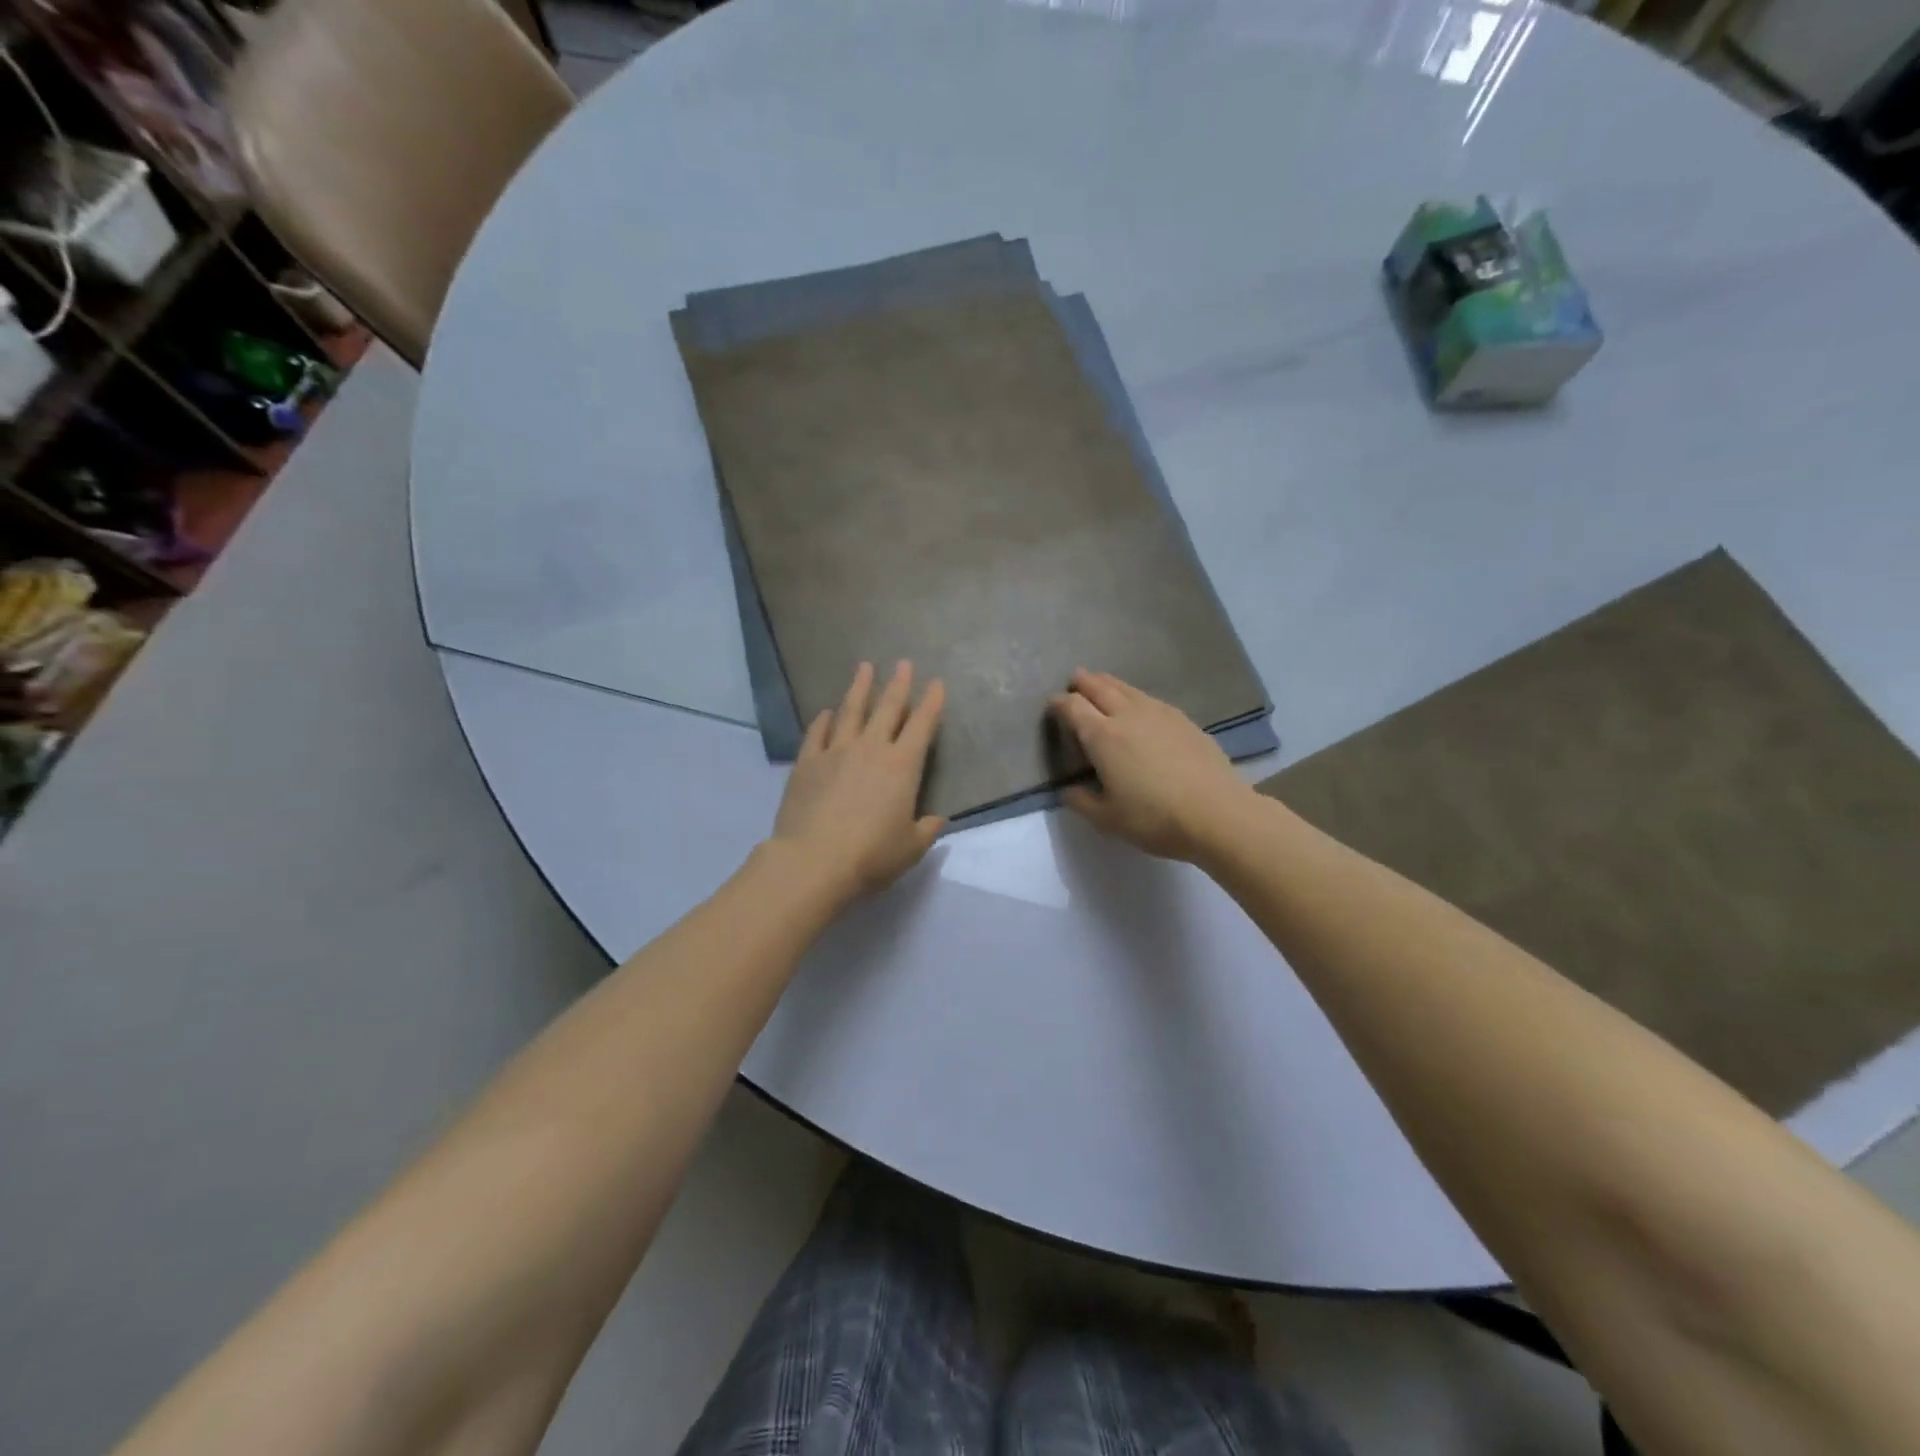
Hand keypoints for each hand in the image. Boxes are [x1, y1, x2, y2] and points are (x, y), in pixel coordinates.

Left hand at [770, 661, 945, 902]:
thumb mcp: (910, 848)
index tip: (937, 683)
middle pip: (887, 708)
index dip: (931, 703)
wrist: (813, 862)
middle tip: (903, 662)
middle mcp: (871, 749)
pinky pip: (817, 734)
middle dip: (898, 684)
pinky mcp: (807, 764)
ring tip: (864, 667)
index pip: (922, 726)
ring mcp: (835, 752)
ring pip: (850, 712)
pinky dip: (823, 721)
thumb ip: (926, 829)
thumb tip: (936, 818)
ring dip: (859, 688)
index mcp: (902, 767)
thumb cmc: (871, 856)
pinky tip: (826, 713)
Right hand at [1049, 669, 1253, 862]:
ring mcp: (1159, 713)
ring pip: (1126, 687)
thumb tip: (1068, 790)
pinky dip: (1134, 696)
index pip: (1073, 707)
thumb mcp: (1108, 819)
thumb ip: (1081, 802)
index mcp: (1103, 737)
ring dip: (1108, 684)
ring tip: (1102, 686)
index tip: (1052, 706)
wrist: (1217, 813)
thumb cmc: (1155, 818)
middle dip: (1082, 682)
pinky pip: (1149, 698)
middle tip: (1074, 682)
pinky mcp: (1183, 719)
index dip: (1059, 703)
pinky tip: (1139, 708)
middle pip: (1099, 686)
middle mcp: (1128, 715)